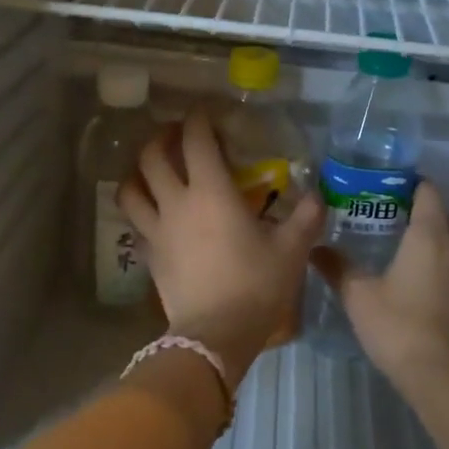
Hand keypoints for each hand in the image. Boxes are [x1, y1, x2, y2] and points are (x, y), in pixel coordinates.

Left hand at [118, 109, 322, 386]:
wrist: (216, 335)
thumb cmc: (256, 286)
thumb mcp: (292, 250)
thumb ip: (306, 216)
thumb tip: (318, 195)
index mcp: (212, 193)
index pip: (196, 141)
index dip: (198, 120)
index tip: (204, 112)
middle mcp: (177, 203)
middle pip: (152, 158)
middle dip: (161, 138)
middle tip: (175, 135)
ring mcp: (156, 231)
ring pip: (131, 190)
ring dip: (137, 172)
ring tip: (151, 170)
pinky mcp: (149, 257)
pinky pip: (136, 224)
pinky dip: (141, 210)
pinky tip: (155, 214)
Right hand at [310, 182, 448, 390]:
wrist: (440, 375)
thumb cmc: (398, 325)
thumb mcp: (358, 295)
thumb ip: (337, 267)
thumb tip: (314, 248)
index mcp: (429, 235)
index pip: (427, 190)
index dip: (408, 180)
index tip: (381, 181)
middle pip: (438, 210)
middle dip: (413, 203)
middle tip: (378, 205)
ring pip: (445, 235)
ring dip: (423, 228)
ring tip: (387, 232)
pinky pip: (447, 257)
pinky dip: (430, 251)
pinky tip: (404, 266)